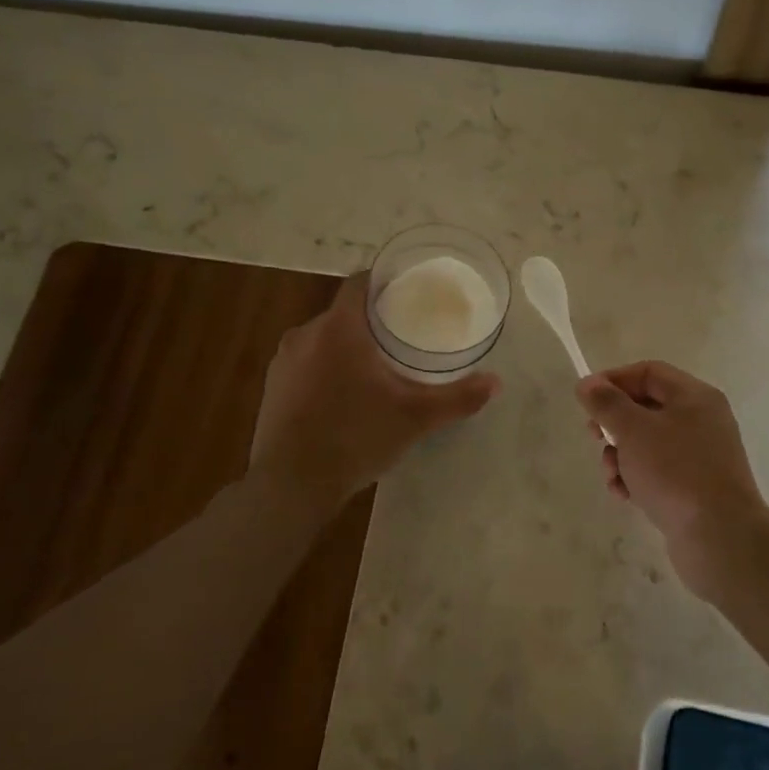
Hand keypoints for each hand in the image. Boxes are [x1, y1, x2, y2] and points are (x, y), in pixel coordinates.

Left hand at [251, 273, 498, 507]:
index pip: (359, 283)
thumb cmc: (355, 438)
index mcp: (338, 328)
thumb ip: (457, 397)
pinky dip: (326, 369)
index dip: (383, 282)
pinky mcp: (272, 387)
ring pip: (322, 339)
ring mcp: (283, 361)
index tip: (407, 294)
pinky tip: (344, 397)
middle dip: (371, 321)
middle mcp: (305, 334)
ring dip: (346, 347)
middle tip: (402, 337)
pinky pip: (306, 363)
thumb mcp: (414, 418)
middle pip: (343, 312)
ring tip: (376, 368)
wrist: (290, 486)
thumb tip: (496, 382)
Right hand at [576, 361, 767, 597]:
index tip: (586, 400)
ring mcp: (701, 456)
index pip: (648, 372)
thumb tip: (587, 383)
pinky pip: (658, 471)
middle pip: (647, 407)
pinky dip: (637, 478)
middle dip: (614, 423)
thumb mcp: (633, 430)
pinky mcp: (696, 487)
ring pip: (648, 443)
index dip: (613, 380)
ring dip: (621, 455)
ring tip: (611, 476)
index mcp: (695, 396)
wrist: (720, 538)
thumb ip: (607, 403)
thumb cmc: (675, 472)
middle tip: (594, 437)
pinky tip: (625, 495)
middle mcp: (702, 420)